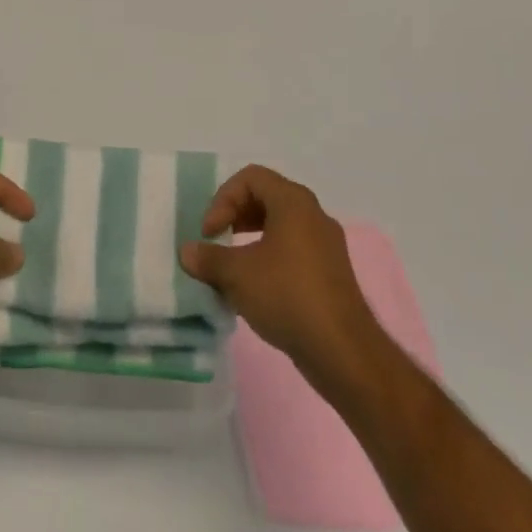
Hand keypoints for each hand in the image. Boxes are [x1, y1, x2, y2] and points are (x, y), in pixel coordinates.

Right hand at [179, 165, 378, 386]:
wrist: (344, 353)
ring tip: (232, 266)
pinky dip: (269, 258)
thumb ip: (208, 258)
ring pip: (280, 226)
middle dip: (235, 215)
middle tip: (217, 240)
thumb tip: (186, 252)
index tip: (209, 232)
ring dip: (250, 238)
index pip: (250, 178)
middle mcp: (313, 215)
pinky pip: (294, 250)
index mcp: (293, 202)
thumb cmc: (288, 296)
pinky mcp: (332, 274)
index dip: (223, 199)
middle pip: (266, 198)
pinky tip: (256, 289)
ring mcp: (326, 245)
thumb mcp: (237, 274)